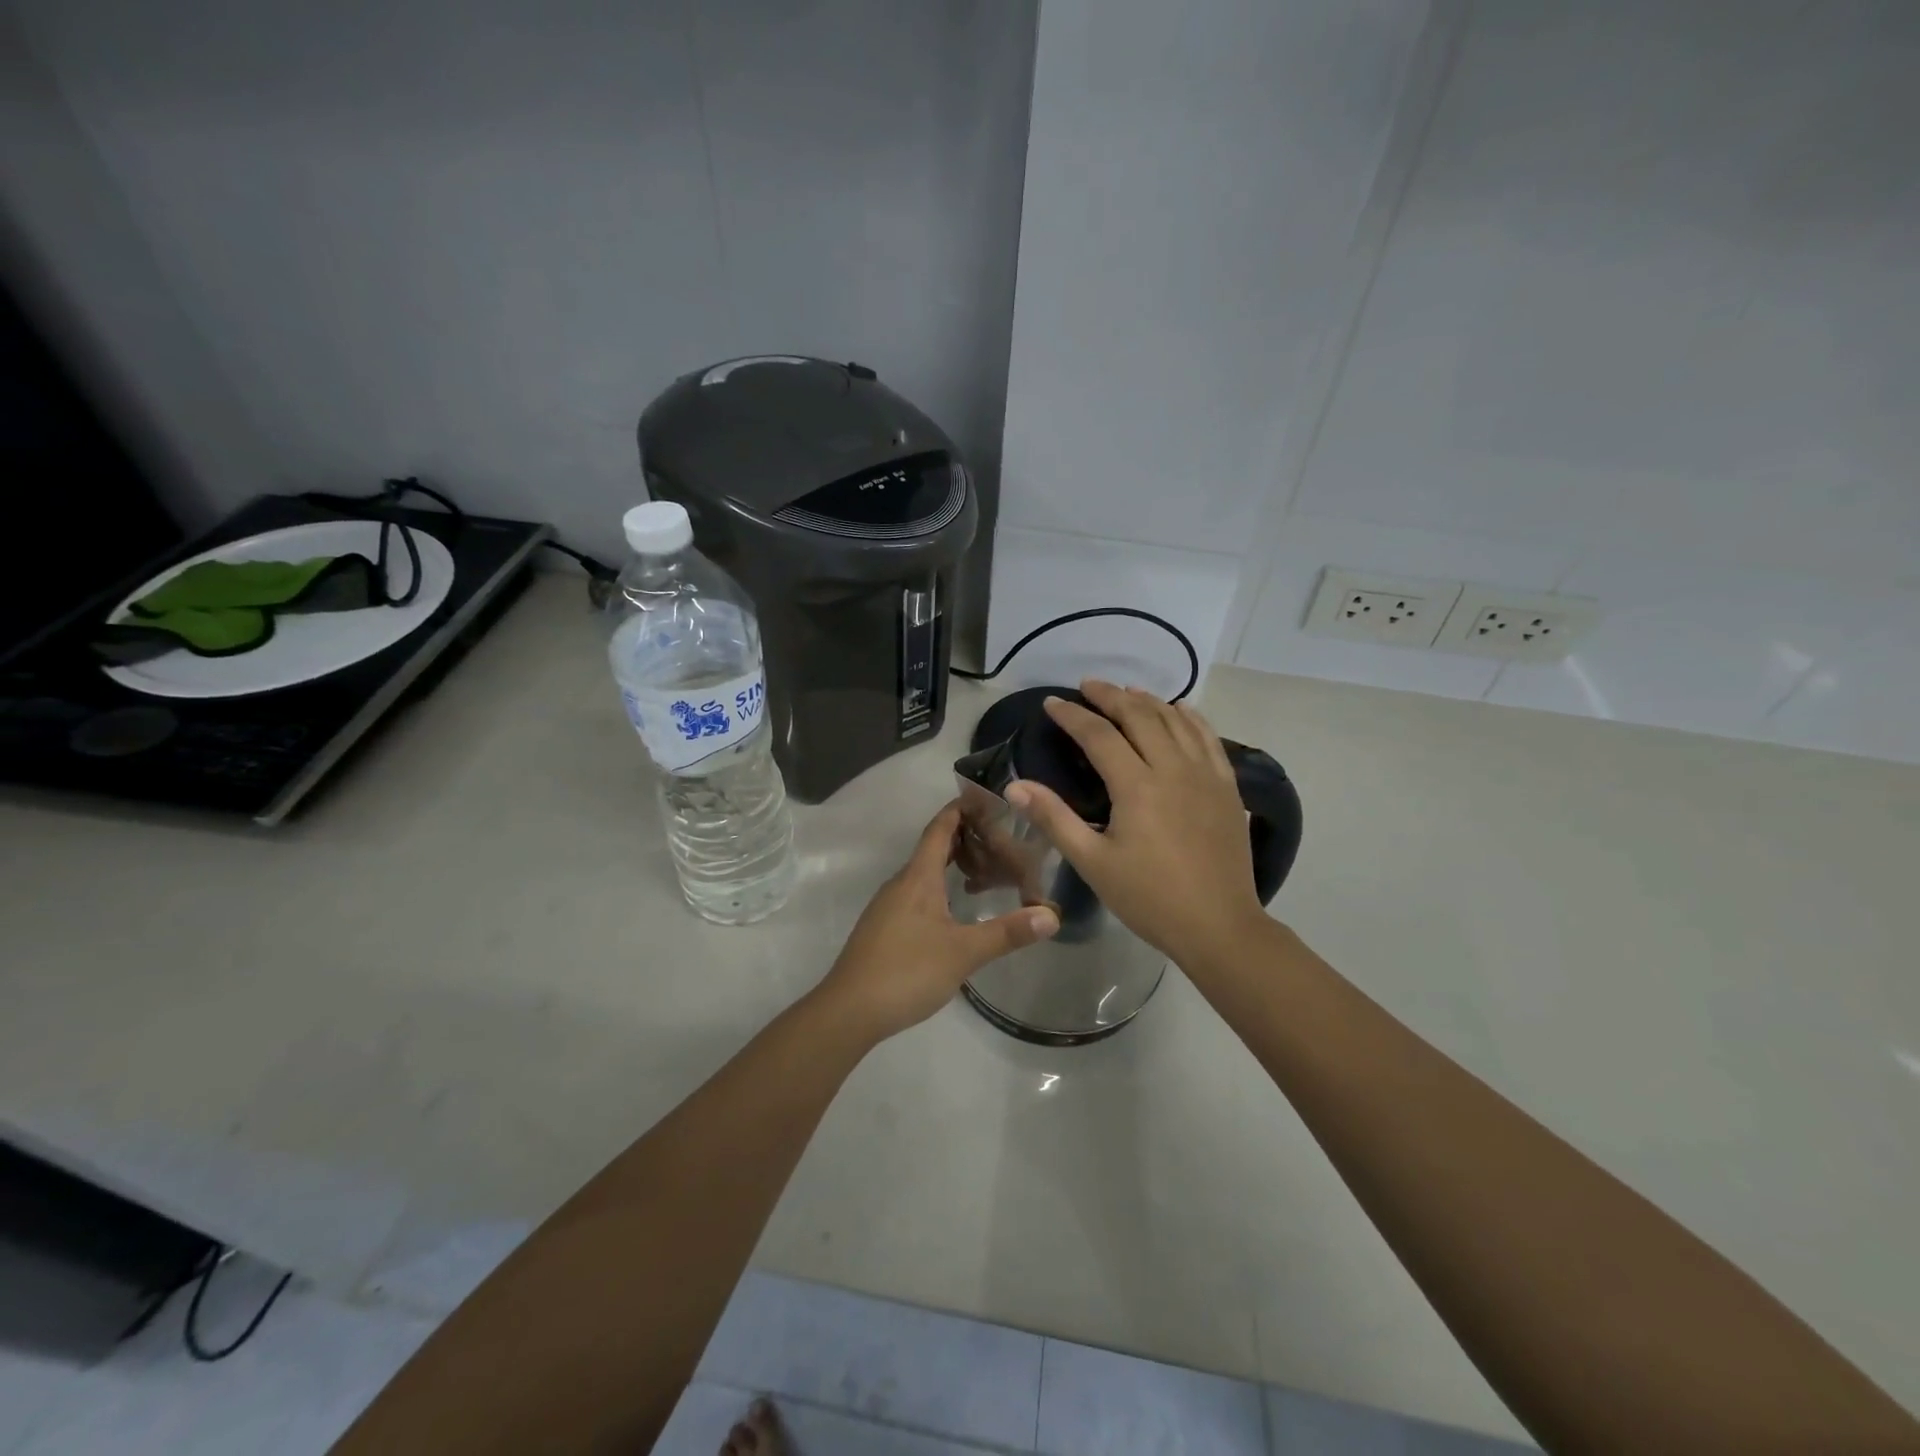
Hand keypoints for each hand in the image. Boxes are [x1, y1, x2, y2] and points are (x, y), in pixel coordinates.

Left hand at [818, 801, 1059, 1041]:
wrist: (849, 1010)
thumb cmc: (907, 970)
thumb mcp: (964, 952)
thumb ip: (1007, 932)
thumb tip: (1051, 915)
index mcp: (918, 878)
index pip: (939, 829)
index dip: (960, 809)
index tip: (985, 797)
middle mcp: (901, 883)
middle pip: (932, 848)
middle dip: (963, 838)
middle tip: (999, 838)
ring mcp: (888, 906)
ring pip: (924, 873)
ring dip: (952, 865)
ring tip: (984, 872)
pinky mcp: (884, 928)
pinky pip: (916, 893)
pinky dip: (940, 887)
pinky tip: (955, 909)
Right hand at [1006, 680, 1268, 969]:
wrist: (1219, 926)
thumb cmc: (1149, 898)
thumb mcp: (1092, 862)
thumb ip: (1053, 818)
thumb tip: (1014, 786)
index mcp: (1137, 786)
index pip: (1099, 735)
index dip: (1072, 715)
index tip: (1052, 703)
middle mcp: (1173, 768)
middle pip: (1140, 716)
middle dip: (1110, 696)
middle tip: (1088, 686)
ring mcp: (1206, 774)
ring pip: (1175, 721)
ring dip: (1148, 701)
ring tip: (1127, 692)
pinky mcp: (1227, 787)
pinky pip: (1209, 738)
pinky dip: (1191, 717)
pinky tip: (1180, 710)